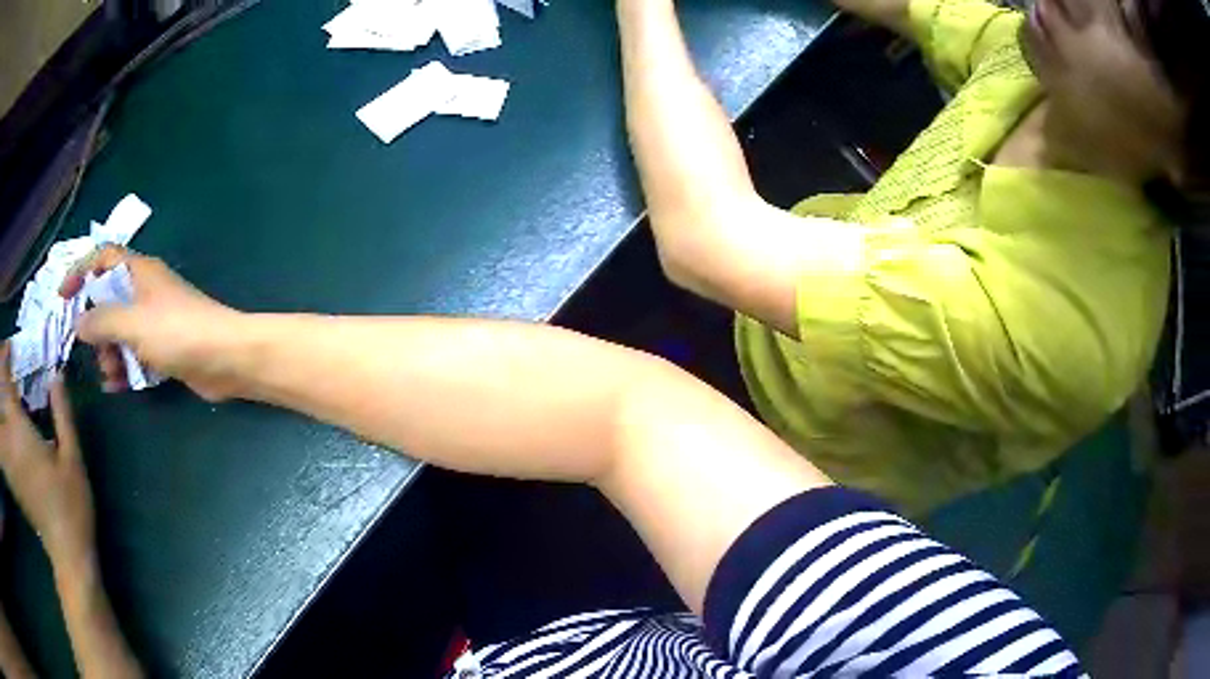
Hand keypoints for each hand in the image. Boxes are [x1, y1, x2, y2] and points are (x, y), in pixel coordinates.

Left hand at [0, 345, 94, 568]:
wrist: (67, 554)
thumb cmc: (71, 506)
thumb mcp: (73, 459)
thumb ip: (63, 415)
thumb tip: (56, 377)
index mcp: (19, 429)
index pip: (5, 378)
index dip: (5, 357)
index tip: (10, 349)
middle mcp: (9, 440)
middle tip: (3, 366)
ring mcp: (9, 462)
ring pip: (0, 425)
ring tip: (1, 395)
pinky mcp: (12, 478)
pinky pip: (3, 449)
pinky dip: (1, 437)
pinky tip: (2, 430)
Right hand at [60, 246, 246, 401]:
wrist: (225, 359)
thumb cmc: (177, 332)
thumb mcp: (132, 323)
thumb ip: (102, 321)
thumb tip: (78, 323)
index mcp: (139, 272)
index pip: (103, 258)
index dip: (81, 270)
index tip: (62, 296)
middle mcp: (145, 292)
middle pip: (108, 301)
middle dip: (95, 326)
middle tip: (92, 350)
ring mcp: (154, 321)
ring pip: (119, 332)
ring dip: (109, 352)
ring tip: (110, 373)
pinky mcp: (163, 348)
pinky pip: (134, 354)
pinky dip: (124, 368)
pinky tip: (116, 385)